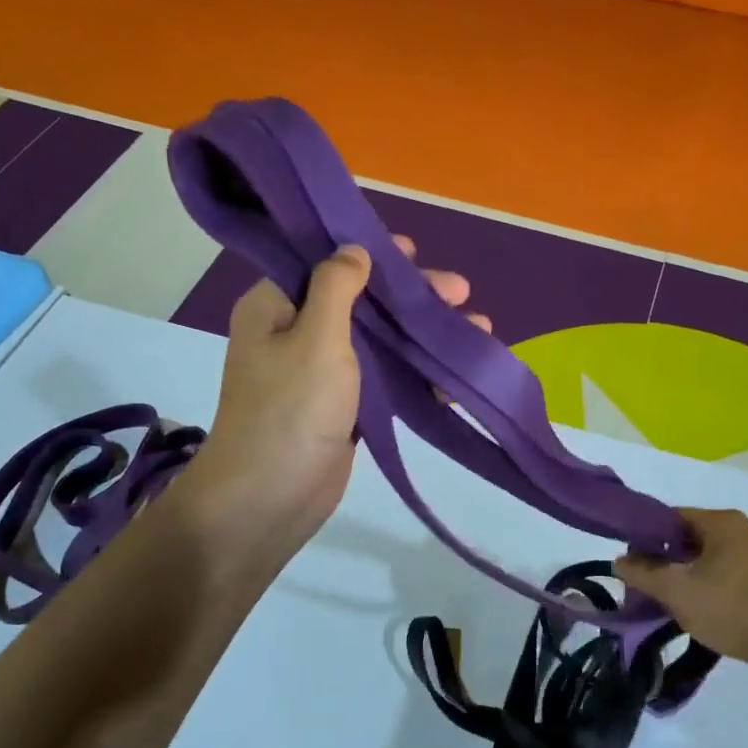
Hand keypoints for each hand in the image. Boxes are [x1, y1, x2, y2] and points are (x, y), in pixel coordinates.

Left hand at [188, 235, 483, 553]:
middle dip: (411, 297)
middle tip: (461, 292)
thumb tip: (353, 249)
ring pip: (378, 340)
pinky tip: (455, 375)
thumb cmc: (291, 410)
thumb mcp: (315, 337)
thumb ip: (337, 287)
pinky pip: (383, 377)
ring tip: (478, 329)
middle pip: (361, 301)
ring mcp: (320, 373)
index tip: (414, 252)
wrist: (270, 498)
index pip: (325, 262)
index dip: (370, 252)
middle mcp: (295, 332)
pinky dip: (416, 373)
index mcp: (276, 305)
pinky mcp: (343, 407)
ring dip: (422, 335)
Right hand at [615, 508, 747, 675]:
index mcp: (722, 522)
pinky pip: (730, 576)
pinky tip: (703, 613)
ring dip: (687, 578)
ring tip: (672, 605)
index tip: (631, 565)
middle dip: (665, 562)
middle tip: (647, 588)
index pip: (670, 517)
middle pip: (690, 539)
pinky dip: (710, 589)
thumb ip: (644, 573)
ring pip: (710, 560)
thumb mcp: (678, 591)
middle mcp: (744, 530)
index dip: (645, 538)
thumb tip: (620, 561)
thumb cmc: (734, 608)